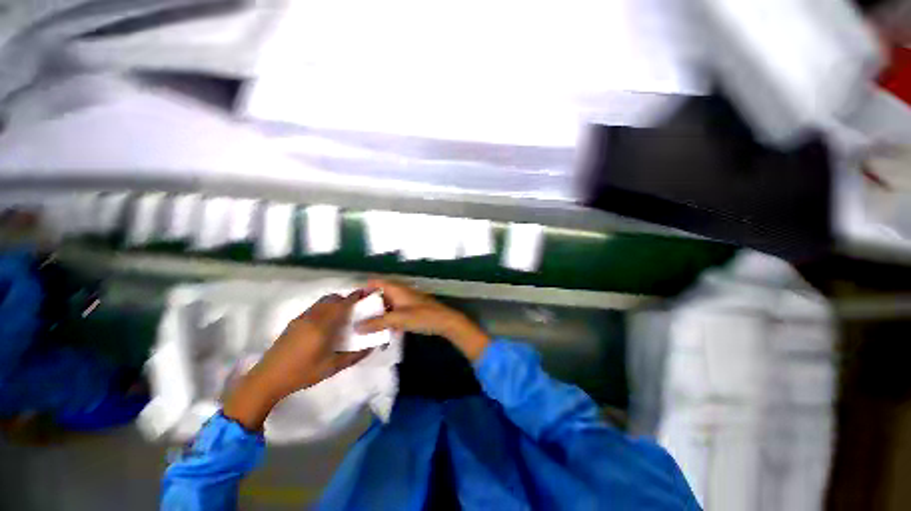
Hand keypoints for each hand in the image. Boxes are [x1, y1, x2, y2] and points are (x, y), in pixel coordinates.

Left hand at [223, 292, 370, 430]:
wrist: (268, 379)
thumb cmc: (303, 373)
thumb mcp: (333, 367)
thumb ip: (355, 356)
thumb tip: (372, 346)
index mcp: (323, 326)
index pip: (342, 304)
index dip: (355, 297)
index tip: (365, 294)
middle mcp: (312, 317)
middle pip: (332, 298)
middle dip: (345, 298)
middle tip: (355, 307)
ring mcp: (301, 318)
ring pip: (322, 302)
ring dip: (334, 302)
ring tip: (342, 314)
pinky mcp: (294, 322)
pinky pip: (314, 307)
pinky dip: (324, 307)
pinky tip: (326, 322)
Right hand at [355, 279, 490, 360]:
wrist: (445, 321)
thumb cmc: (422, 316)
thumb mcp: (398, 319)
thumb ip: (377, 323)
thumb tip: (356, 327)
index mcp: (397, 289)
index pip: (376, 282)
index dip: (363, 288)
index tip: (351, 301)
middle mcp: (401, 292)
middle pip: (381, 294)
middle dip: (369, 304)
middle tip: (355, 316)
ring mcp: (407, 301)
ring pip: (388, 305)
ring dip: (379, 314)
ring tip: (366, 326)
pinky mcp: (411, 310)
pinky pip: (395, 312)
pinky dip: (389, 320)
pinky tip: (385, 333)